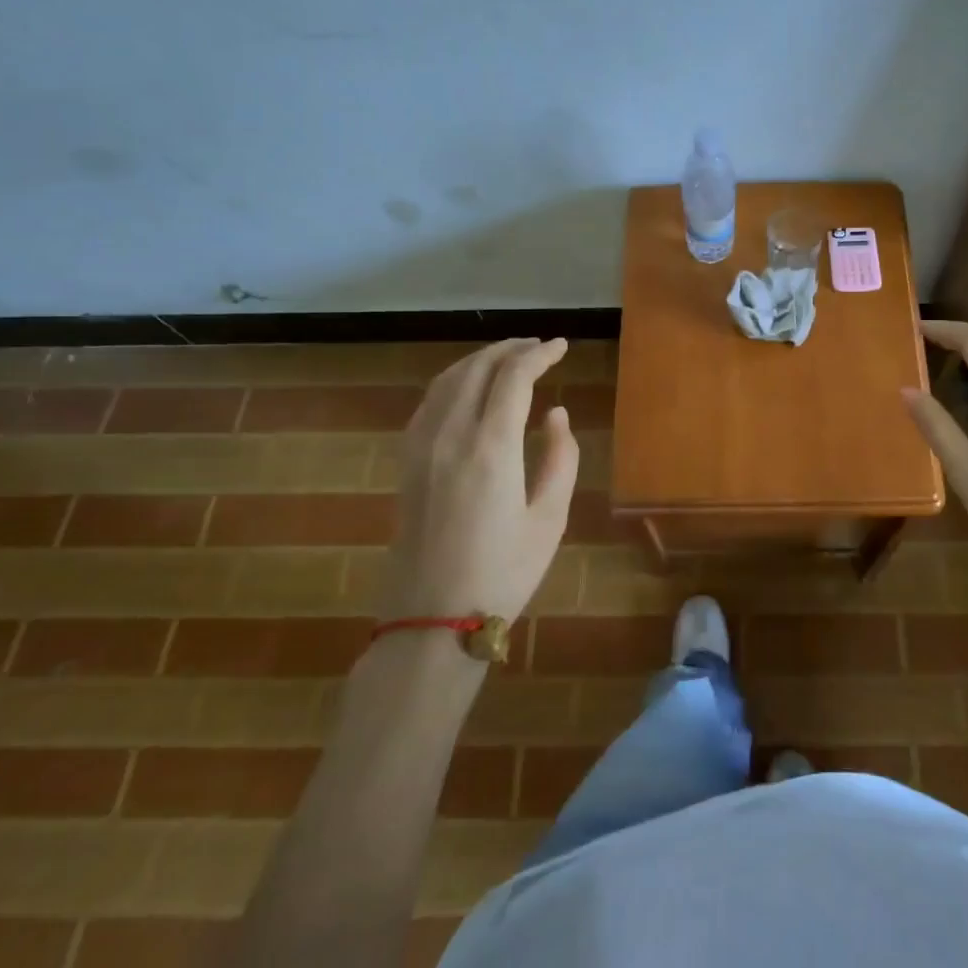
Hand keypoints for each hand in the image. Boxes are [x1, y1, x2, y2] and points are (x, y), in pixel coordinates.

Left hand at [378, 338, 579, 623]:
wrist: (431, 621)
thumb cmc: (502, 573)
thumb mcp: (550, 518)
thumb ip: (561, 457)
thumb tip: (556, 414)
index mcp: (491, 447)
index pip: (514, 376)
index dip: (540, 354)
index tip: (561, 346)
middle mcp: (450, 434)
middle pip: (478, 367)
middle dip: (510, 348)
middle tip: (538, 346)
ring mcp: (421, 446)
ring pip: (448, 379)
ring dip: (480, 359)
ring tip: (508, 358)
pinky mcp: (406, 461)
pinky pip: (429, 402)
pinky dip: (454, 380)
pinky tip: (468, 389)